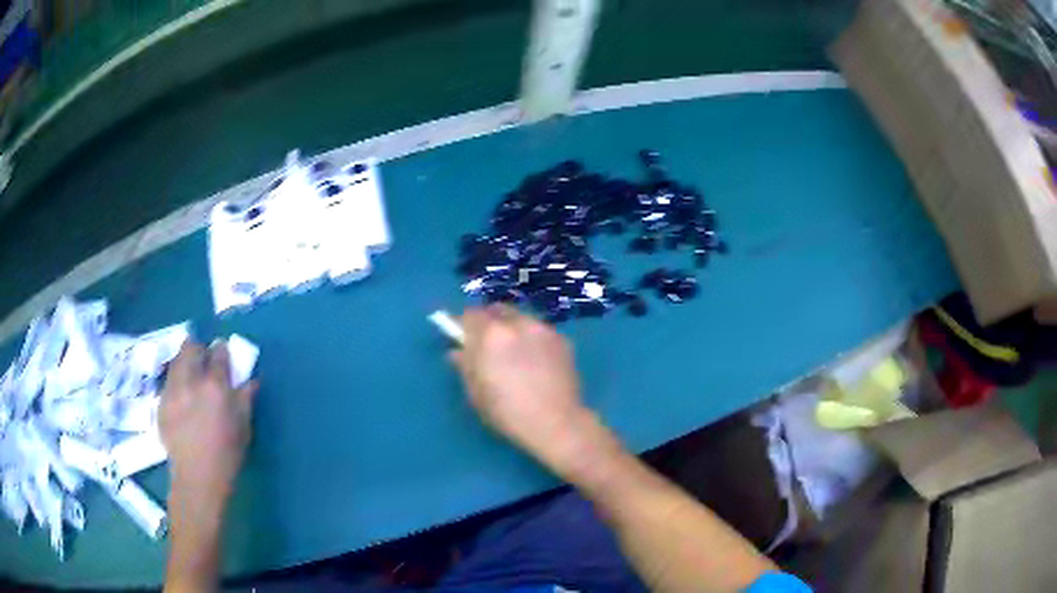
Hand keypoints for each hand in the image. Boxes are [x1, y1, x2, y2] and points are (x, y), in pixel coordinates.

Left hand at [160, 341, 256, 525]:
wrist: (197, 478)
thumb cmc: (227, 454)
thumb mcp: (243, 427)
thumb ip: (246, 398)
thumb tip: (251, 380)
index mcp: (215, 386)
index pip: (218, 353)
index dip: (222, 350)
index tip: (224, 355)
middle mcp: (190, 381)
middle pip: (191, 347)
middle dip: (199, 349)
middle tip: (204, 360)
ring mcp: (172, 390)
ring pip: (176, 361)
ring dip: (184, 362)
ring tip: (190, 375)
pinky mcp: (160, 403)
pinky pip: (168, 382)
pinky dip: (176, 382)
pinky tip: (181, 399)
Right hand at [449, 305, 598, 475]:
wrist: (556, 423)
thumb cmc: (508, 412)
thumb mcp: (476, 393)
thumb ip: (465, 366)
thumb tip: (457, 351)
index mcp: (491, 334)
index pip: (470, 314)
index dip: (465, 326)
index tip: (465, 339)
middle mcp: (518, 323)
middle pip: (497, 310)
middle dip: (489, 322)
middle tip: (488, 345)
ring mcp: (543, 329)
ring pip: (520, 318)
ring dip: (512, 328)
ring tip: (515, 353)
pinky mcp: (562, 340)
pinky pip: (539, 331)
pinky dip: (532, 339)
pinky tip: (536, 362)